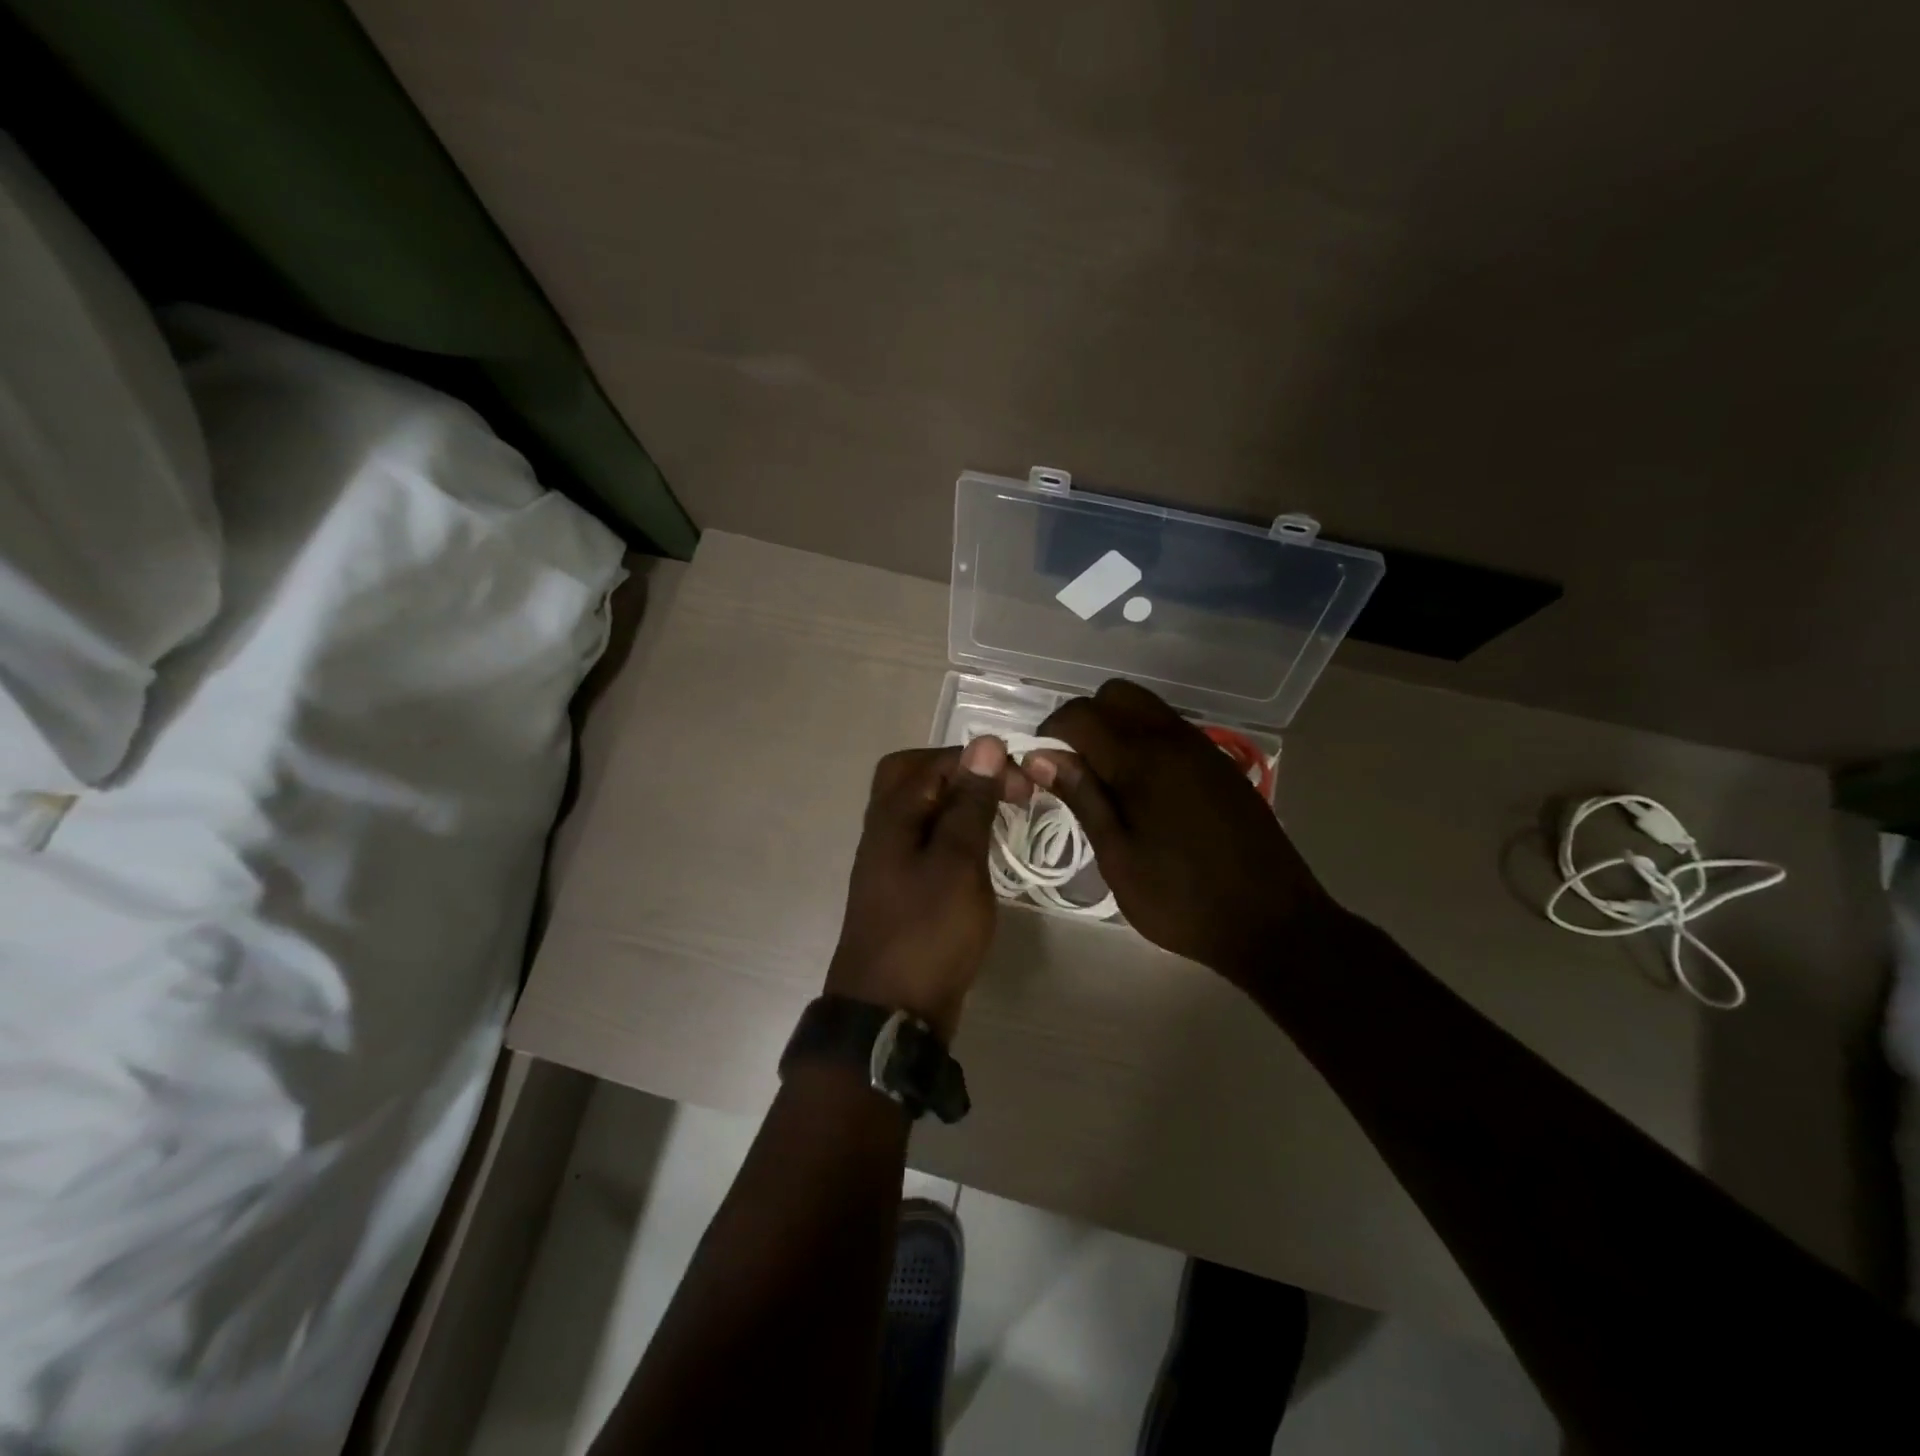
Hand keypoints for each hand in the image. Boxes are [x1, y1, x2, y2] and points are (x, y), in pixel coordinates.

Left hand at [826, 737, 1030, 1040]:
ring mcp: (889, 861)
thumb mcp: (958, 862)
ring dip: (958, 804)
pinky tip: (979, 854)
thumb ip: (970, 803)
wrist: (891, 1013)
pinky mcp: (902, 890)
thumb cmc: (928, 932)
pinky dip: (953, 836)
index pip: (935, 761)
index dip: (980, 762)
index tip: (1023, 784)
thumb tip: (983, 743)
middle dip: (959, 773)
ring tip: (999, 817)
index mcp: (892, 815)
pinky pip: (926, 842)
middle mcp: (883, 830)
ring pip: (920, 810)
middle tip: (1001, 789)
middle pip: (912, 776)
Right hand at [1027, 680, 1337, 985]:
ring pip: (1146, 708)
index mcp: (1143, 759)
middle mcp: (1173, 738)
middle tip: (1072, 768)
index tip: (1038, 767)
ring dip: (1115, 728)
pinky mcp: (1221, 765)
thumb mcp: (1118, 857)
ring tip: (1105, 781)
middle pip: (1116, 695)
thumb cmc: (1183, 899)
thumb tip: (1041, 756)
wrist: (1274, 923)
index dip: (1050, 732)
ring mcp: (1203, 748)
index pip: (1081, 714)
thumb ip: (1082, 796)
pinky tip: (1143, 791)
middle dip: (1084, 720)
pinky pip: (1171, 730)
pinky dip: (1144, 740)